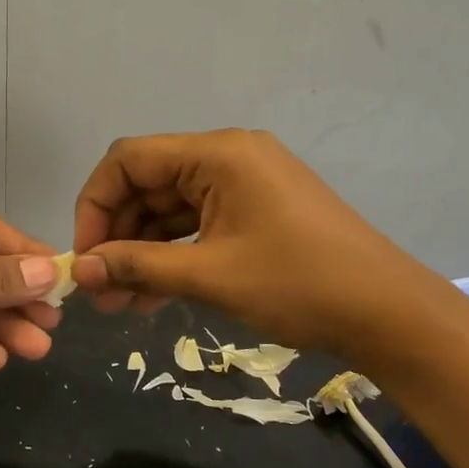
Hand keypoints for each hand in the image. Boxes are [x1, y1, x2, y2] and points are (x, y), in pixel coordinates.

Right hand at [71, 130, 432, 360]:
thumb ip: (138, 266)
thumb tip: (80, 270)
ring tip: (120, 303)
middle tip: (99, 291)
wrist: (388, 313)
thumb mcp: (211, 276)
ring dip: (143, 251)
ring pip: (171, 209)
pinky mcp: (256, 209)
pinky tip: (153, 295)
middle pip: (148, 184)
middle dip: (118, 236)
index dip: (95, 205)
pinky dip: (173, 254)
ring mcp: (245, 183)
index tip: (85, 256)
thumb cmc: (299, 285)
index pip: (129, 160)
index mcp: (218, 153)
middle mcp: (228, 156)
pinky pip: (198, 224)